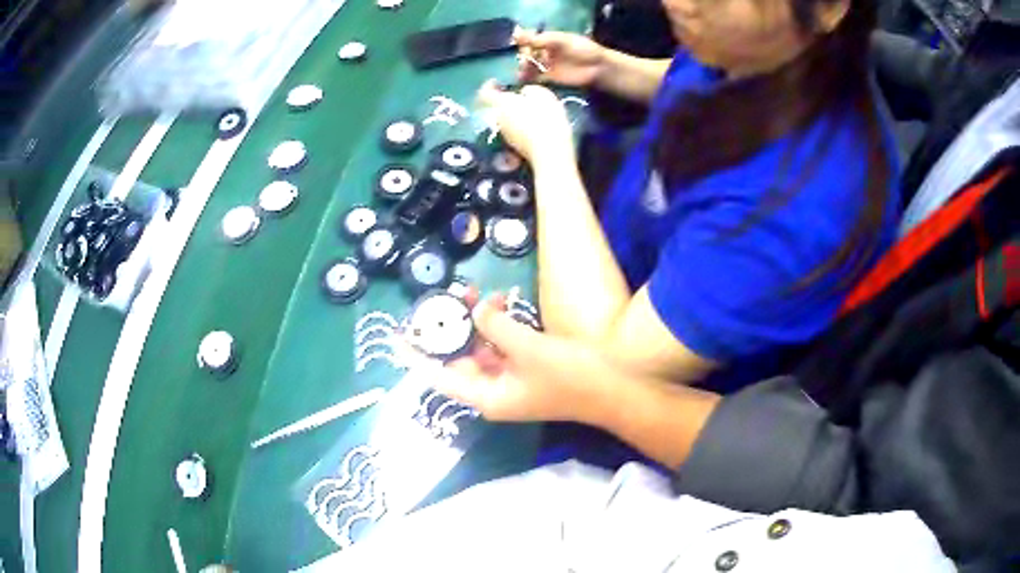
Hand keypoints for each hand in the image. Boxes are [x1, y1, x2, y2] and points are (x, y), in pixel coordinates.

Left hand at [434, 296, 606, 422]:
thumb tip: (477, 311)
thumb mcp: (527, 348)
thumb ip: (495, 326)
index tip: (399, 336)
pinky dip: (498, 328)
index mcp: (487, 396)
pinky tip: (502, 304)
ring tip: (475, 293)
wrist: (616, 390)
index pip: (439, 377)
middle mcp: (494, 391)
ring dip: (477, 324)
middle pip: (459, 359)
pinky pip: (502, 347)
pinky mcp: (528, 369)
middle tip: (450, 297)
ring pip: (481, 350)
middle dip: (453, 328)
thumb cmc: (570, 376)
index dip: (417, 357)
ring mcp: (511, 380)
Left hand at [476, 81, 574, 164]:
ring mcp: (506, 134)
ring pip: (505, 118)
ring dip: (513, 112)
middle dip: (504, 99)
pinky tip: (534, 123)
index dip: (488, 85)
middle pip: (495, 106)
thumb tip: (524, 93)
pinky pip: (514, 129)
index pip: (485, 93)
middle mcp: (498, 119)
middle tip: (515, 94)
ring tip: (528, 108)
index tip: (495, 81)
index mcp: (501, 104)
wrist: (549, 152)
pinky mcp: (516, 145)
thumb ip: (529, 90)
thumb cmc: (545, 119)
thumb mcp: (542, 95)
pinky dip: (520, 123)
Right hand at [514, 29, 605, 86]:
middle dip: (524, 55)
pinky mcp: (550, 78)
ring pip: (529, 65)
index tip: (520, 43)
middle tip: (526, 58)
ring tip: (524, 69)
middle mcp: (545, 51)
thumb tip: (518, 36)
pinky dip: (528, 78)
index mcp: (548, 39)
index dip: (524, 41)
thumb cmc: (583, 50)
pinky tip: (523, 78)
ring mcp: (547, 65)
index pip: (530, 38)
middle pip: (528, 52)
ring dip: (524, 67)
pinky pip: (535, 78)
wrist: (598, 68)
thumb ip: (542, 40)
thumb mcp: (561, 41)